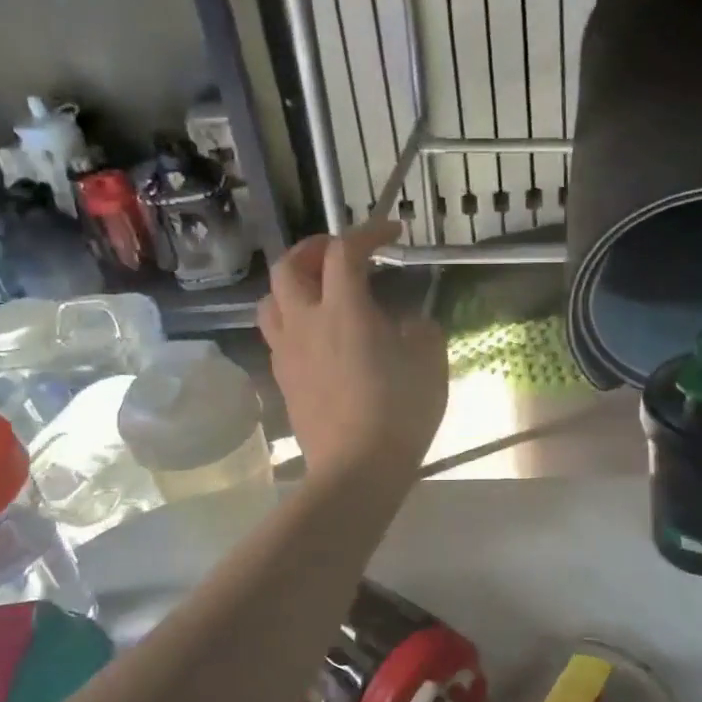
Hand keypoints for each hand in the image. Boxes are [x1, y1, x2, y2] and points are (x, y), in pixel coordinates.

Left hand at [258, 219, 447, 487]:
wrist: (356, 469)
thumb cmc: (399, 412)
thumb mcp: (430, 363)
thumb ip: (419, 331)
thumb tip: (405, 325)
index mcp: (344, 309)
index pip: (345, 251)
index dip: (368, 232)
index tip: (392, 232)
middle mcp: (306, 322)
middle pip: (288, 266)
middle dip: (312, 249)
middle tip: (338, 253)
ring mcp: (288, 353)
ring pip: (271, 301)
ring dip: (292, 285)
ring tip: (317, 291)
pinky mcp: (284, 381)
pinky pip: (278, 337)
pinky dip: (294, 321)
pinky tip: (318, 338)